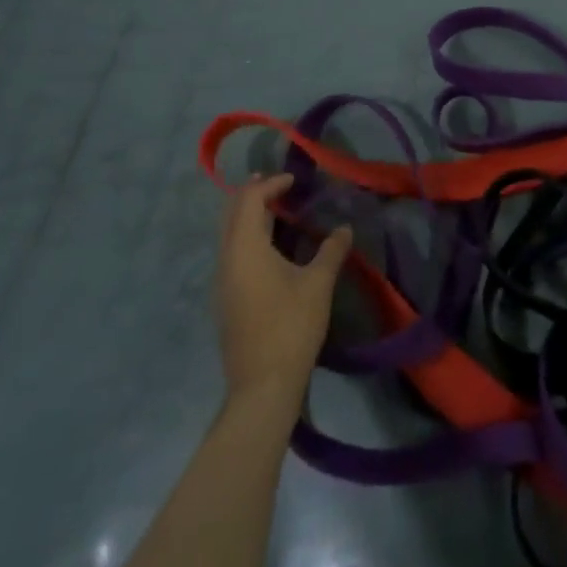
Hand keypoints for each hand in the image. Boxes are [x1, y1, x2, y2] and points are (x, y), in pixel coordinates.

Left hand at [216, 176, 351, 404]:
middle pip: (232, 214)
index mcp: (245, 248)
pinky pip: (232, 253)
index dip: (270, 184)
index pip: (248, 200)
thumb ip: (331, 251)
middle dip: (253, 194)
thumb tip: (344, 228)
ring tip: (277, 211)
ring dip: (249, 217)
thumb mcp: (318, 284)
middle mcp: (226, 259)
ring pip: (229, 235)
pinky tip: (271, 248)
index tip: (294, 180)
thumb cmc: (291, 326)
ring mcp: (222, 282)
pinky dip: (248, 237)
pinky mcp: (226, 300)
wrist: (262, 386)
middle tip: (278, 185)